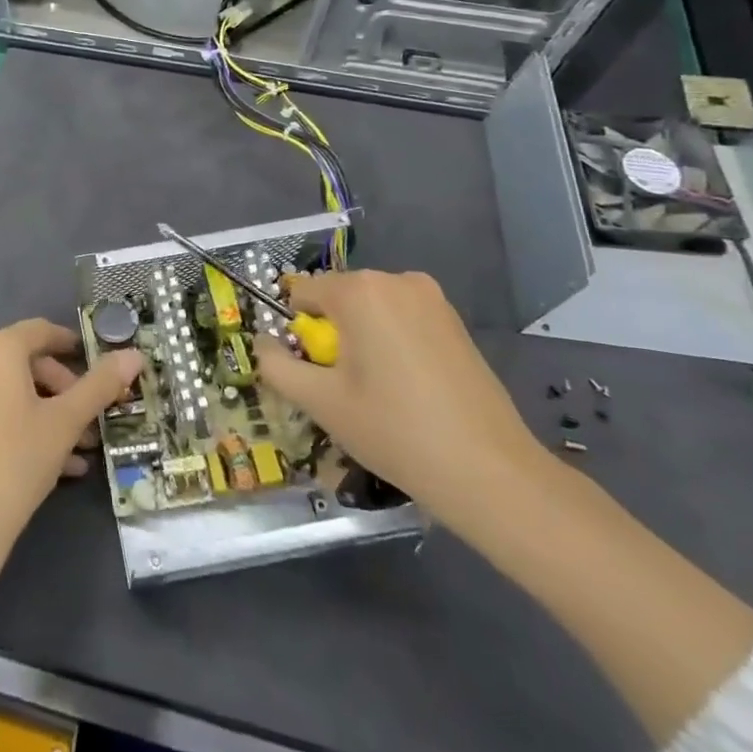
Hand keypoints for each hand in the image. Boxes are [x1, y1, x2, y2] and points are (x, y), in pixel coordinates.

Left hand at [0, 319, 142, 570]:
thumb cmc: (16, 458)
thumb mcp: (66, 421)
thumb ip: (100, 385)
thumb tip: (134, 355)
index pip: (43, 331)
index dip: (74, 345)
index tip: (102, 364)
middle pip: (29, 363)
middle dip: (66, 390)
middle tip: (93, 419)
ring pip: (14, 392)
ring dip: (51, 414)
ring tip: (83, 449)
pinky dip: (26, 427)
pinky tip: (58, 465)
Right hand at [252, 269, 546, 521]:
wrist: (489, 471)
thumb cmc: (394, 430)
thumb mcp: (320, 402)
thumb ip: (277, 366)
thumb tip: (262, 343)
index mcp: (359, 290)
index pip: (302, 293)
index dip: (297, 331)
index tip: (313, 371)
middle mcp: (395, 280)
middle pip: (338, 299)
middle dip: (332, 335)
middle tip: (343, 387)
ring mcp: (431, 298)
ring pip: (371, 310)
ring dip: (361, 339)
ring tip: (377, 391)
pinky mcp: (455, 321)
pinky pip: (402, 320)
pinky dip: (391, 343)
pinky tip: (407, 388)